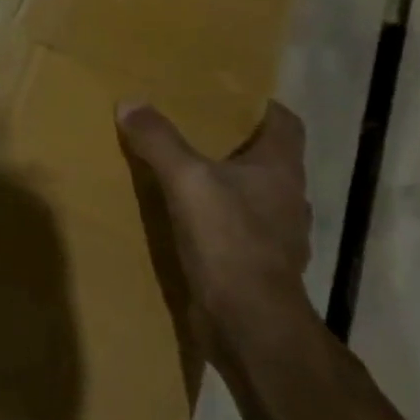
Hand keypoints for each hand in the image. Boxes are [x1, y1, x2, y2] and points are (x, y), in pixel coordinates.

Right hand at [116, 101, 311, 380]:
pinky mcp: (258, 265)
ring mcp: (277, 235)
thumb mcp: (186, 181)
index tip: (227, 97)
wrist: (249, 322)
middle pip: (267, 158)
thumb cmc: (229, 241)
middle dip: (234, 144)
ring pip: (253, 195)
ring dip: (226, 184)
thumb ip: (159, 141)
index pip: (285, 122)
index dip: (260, 106)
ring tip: (185, 174)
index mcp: (281, 169)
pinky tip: (188, 222)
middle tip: (193, 129)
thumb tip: (130, 102)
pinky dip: (218, 221)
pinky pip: (238, 230)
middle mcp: (288, 197)